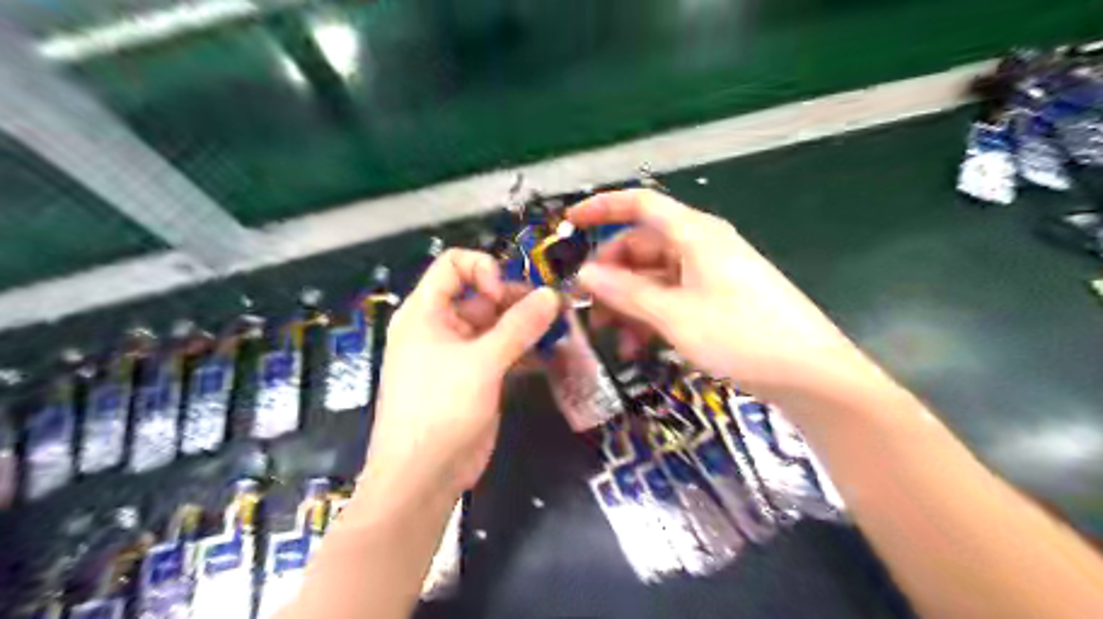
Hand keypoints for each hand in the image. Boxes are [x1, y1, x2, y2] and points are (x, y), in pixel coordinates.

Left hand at [368, 249, 560, 494]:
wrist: (423, 477)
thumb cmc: (440, 410)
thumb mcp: (482, 363)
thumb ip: (519, 326)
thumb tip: (552, 295)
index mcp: (426, 313)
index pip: (453, 265)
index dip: (483, 269)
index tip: (507, 293)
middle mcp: (441, 327)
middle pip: (482, 295)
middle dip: (517, 300)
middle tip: (554, 311)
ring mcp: (460, 354)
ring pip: (497, 325)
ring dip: (527, 326)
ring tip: (561, 329)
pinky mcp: (476, 377)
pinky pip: (503, 352)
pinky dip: (525, 350)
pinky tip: (553, 354)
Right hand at [564, 188, 890, 415]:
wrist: (812, 375)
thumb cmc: (742, 336)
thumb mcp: (675, 315)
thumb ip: (626, 292)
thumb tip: (585, 273)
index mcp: (695, 234)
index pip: (640, 204)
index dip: (601, 208)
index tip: (569, 225)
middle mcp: (701, 246)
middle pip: (643, 247)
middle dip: (612, 276)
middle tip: (589, 308)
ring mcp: (711, 274)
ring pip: (655, 278)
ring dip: (630, 305)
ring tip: (615, 339)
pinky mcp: (718, 300)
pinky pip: (674, 298)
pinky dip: (652, 317)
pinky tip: (640, 348)